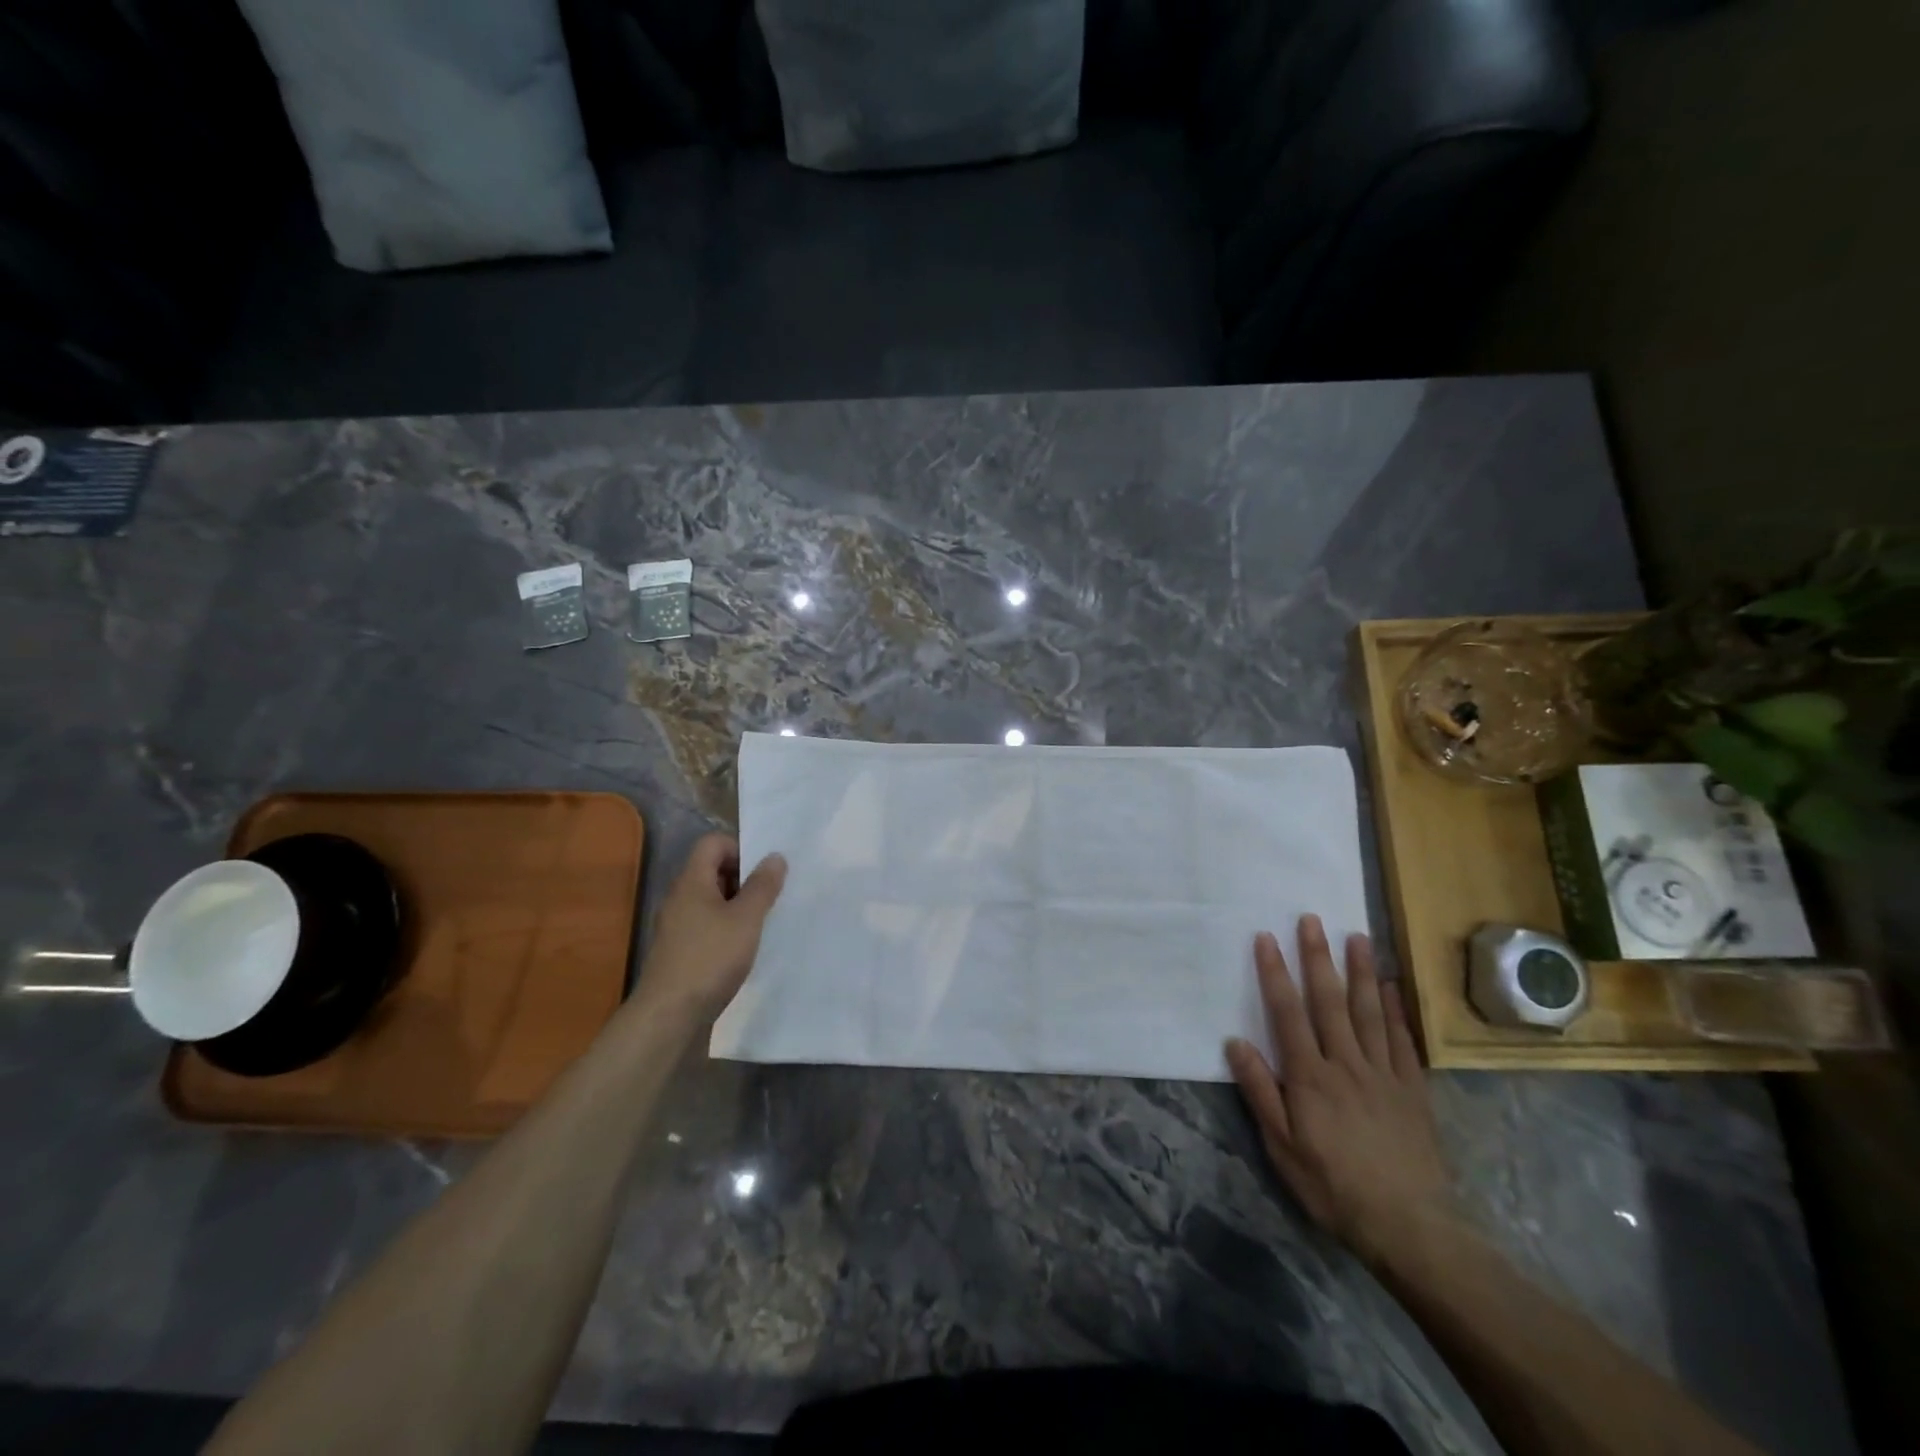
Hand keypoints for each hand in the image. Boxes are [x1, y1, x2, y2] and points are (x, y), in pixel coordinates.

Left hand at [634, 834, 786, 1023]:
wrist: (669, 1015)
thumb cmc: (710, 959)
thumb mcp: (746, 919)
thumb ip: (762, 886)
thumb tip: (775, 856)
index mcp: (692, 881)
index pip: (713, 843)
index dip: (740, 848)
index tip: (763, 872)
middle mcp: (679, 897)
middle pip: (712, 869)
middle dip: (743, 878)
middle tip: (768, 897)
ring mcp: (676, 925)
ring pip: (710, 899)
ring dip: (737, 905)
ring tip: (760, 923)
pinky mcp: (679, 950)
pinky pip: (706, 924)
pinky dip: (726, 928)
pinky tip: (742, 949)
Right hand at [1225, 915, 1451, 1266]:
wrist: (1410, 1227)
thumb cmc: (1333, 1186)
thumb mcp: (1282, 1147)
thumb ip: (1260, 1092)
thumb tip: (1235, 1043)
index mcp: (1310, 1077)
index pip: (1288, 1013)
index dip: (1274, 973)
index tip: (1265, 938)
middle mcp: (1346, 1064)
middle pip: (1329, 1002)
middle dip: (1317, 958)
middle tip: (1311, 920)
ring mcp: (1384, 1074)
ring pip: (1369, 1012)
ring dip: (1360, 972)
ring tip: (1356, 937)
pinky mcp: (1412, 1090)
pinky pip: (1402, 1041)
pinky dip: (1395, 1010)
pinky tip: (1391, 987)